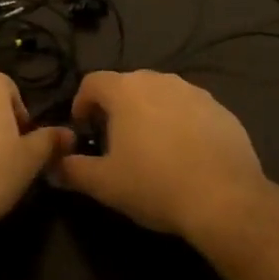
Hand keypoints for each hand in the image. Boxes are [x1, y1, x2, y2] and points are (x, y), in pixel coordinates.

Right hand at [51, 71, 268, 243]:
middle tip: (114, 140)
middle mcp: (159, 80)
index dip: (81, 103)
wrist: (225, 198)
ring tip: (151, 148)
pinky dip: (181, 124)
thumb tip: (53, 166)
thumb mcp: (104, 184)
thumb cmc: (155, 184)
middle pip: (127, 85)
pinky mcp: (222, 110)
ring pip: (161, 96)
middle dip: (116, 108)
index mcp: (126, 90)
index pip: (92, 82)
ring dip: (150, 114)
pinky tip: (185, 155)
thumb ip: (72, 170)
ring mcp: (194, 92)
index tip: (83, 128)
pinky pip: (191, 110)